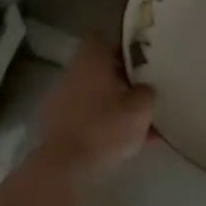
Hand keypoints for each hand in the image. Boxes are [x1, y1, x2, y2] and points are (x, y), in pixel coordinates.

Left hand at [32, 41, 156, 186]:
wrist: (67, 167)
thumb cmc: (106, 128)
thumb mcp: (140, 108)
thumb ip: (147, 92)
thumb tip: (145, 89)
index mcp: (91, 62)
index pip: (102, 39)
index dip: (121, 47)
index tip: (140, 59)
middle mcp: (73, 75)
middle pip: (99, 69)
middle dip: (122, 80)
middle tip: (145, 92)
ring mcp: (62, 102)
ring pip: (95, 96)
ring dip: (114, 105)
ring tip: (142, 124)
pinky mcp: (59, 127)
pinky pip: (88, 119)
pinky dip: (105, 126)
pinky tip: (128, 145)